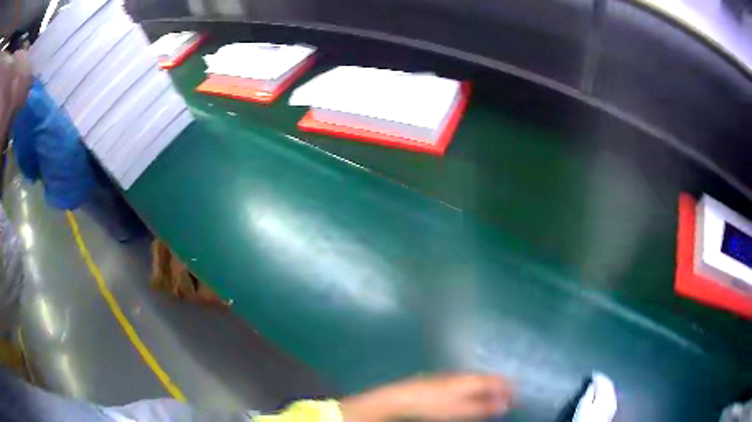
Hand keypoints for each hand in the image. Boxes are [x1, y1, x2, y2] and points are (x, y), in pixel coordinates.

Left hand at [340, 373, 512, 420]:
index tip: (517, 400)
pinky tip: (471, 400)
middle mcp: (465, 375)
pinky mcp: (444, 381)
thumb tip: (505, 405)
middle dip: (500, 390)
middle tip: (506, 402)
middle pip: (489, 379)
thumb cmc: (434, 405)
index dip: (510, 390)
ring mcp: (453, 377)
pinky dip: (476, 391)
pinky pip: (468, 384)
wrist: (402, 398)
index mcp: (473, 379)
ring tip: (491, 402)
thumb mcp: (462, 410)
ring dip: (488, 391)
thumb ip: (484, 407)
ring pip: (478, 381)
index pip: (499, 380)